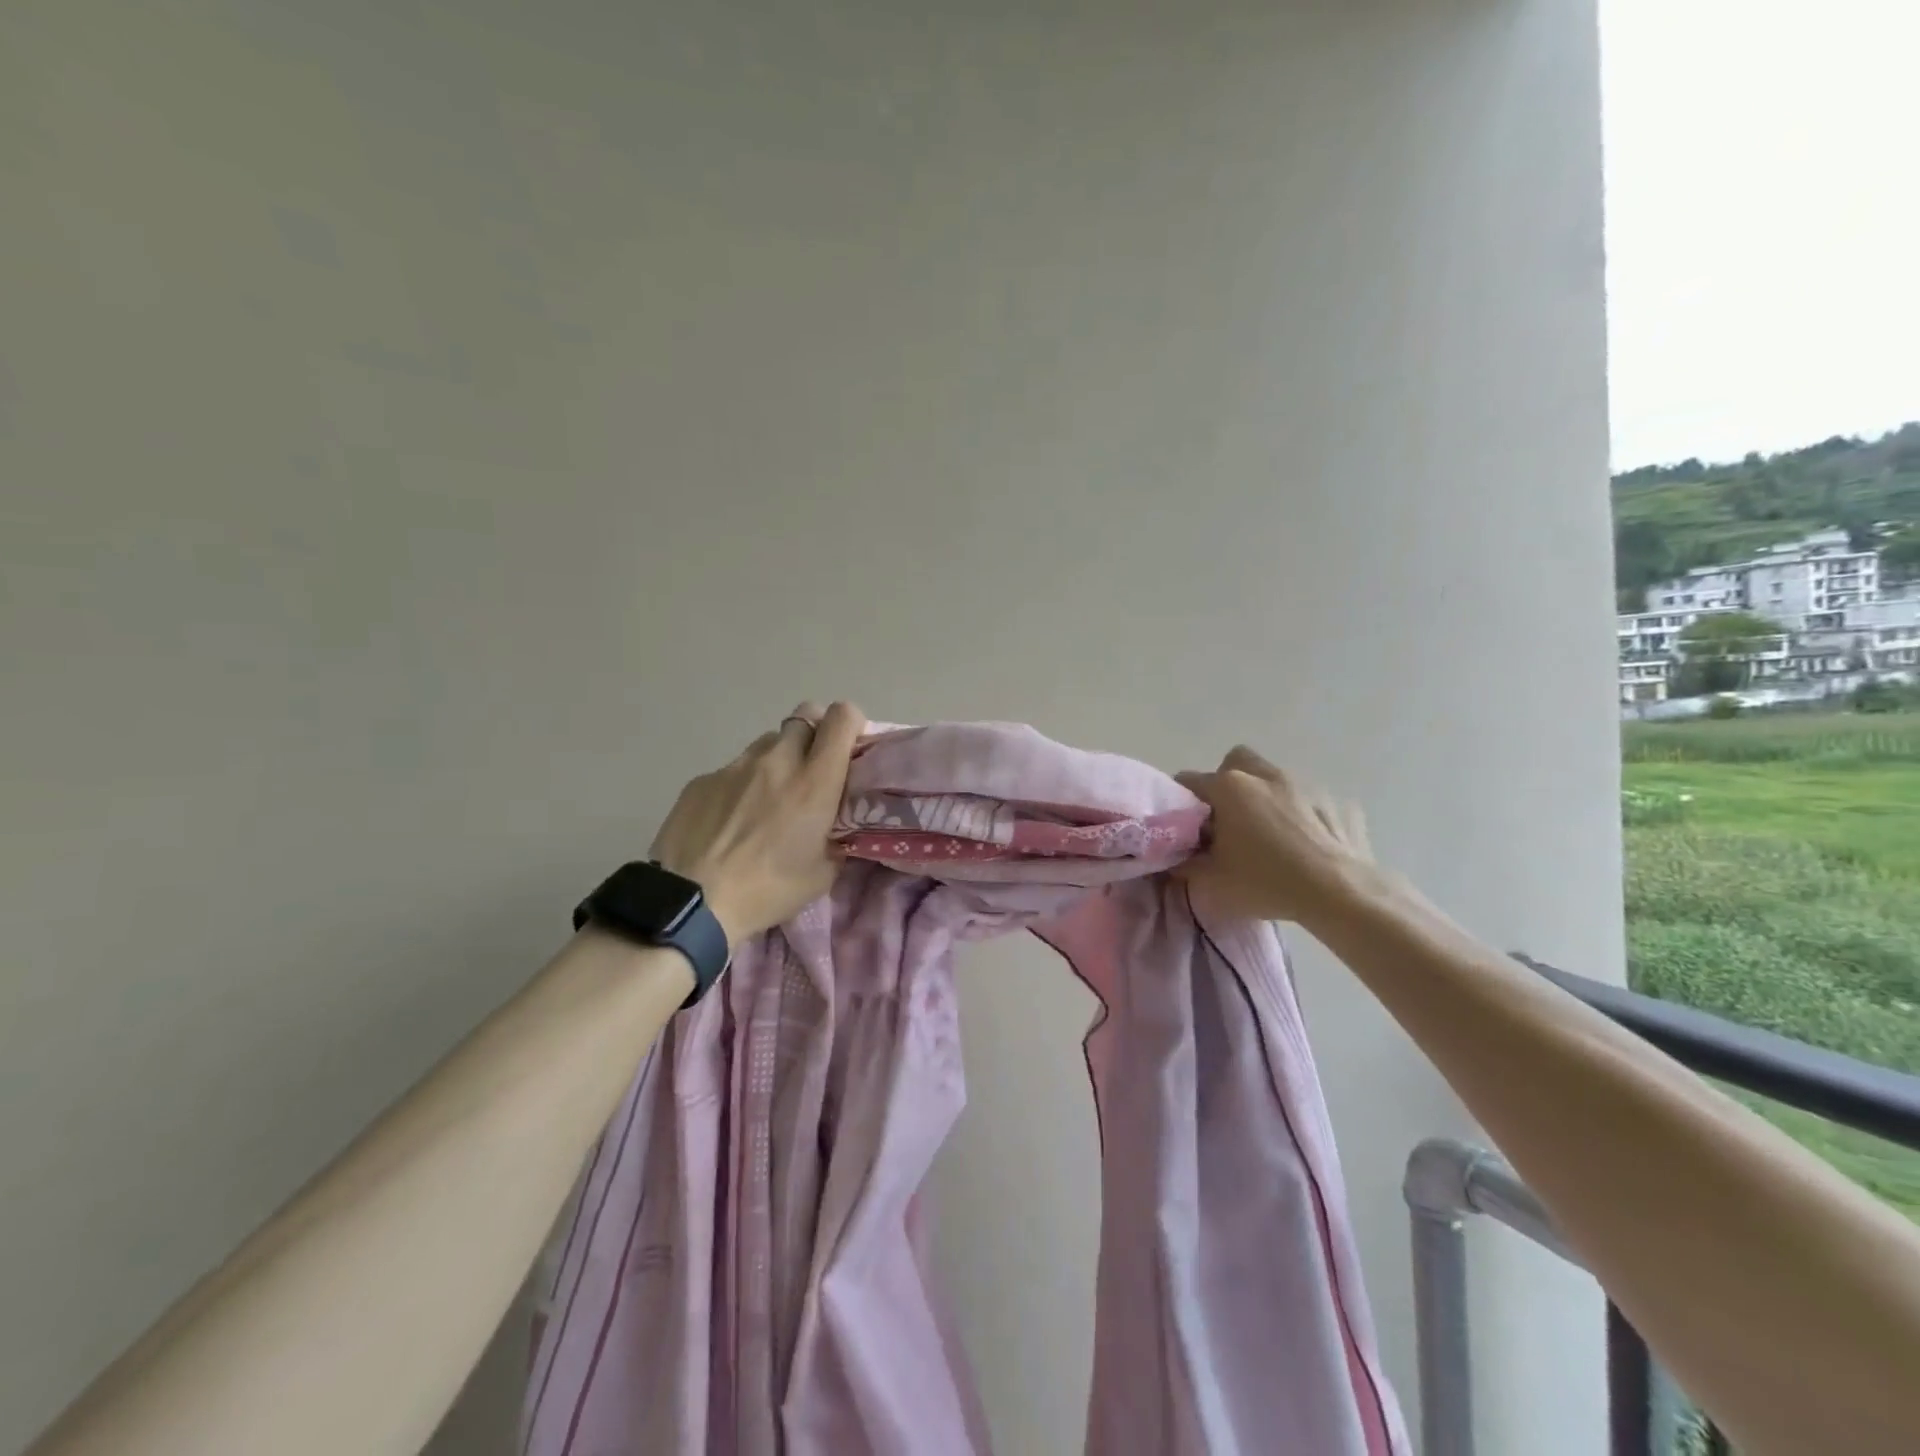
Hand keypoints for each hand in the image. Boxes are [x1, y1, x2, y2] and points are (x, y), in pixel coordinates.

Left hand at [648, 701, 865, 944]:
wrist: (690, 903)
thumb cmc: (767, 890)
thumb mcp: (822, 874)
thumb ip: (836, 839)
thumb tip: (836, 829)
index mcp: (815, 781)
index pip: (841, 717)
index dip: (850, 724)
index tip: (849, 747)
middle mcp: (777, 760)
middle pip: (804, 717)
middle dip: (813, 737)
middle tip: (810, 772)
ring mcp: (735, 766)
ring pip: (767, 743)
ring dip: (777, 760)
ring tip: (766, 800)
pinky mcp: (702, 779)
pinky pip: (732, 770)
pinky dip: (740, 786)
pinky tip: (728, 820)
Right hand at [1173, 746, 1376, 925]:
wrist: (1341, 894)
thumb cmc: (1267, 883)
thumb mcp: (1212, 882)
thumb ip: (1186, 864)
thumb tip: (1176, 857)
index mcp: (1230, 787)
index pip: (1189, 781)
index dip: (1182, 803)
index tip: (1186, 827)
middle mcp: (1265, 775)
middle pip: (1235, 763)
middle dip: (1227, 783)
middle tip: (1228, 819)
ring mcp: (1306, 784)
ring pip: (1274, 778)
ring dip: (1266, 797)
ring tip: (1271, 836)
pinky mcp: (1338, 801)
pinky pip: (1310, 800)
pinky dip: (1302, 815)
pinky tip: (1307, 845)